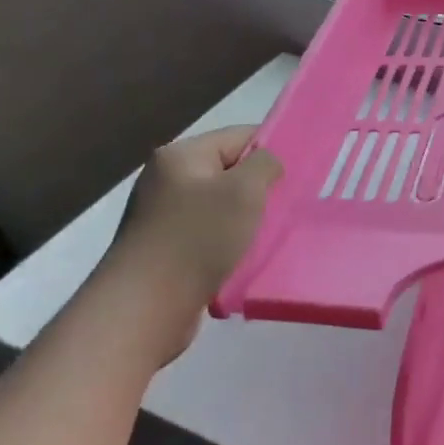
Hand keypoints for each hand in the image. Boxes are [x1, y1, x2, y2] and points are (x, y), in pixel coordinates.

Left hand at [102, 126, 282, 366]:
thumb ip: (266, 164)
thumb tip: (267, 164)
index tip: (298, 176)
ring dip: (244, 220)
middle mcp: (165, 179)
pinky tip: (242, 259)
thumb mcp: (245, 190)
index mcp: (180, 155)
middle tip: (286, 207)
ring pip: (219, 206)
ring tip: (267, 237)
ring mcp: (160, 216)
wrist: (145, 307)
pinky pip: (207, 235)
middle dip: (258, 189)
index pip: (239, 137)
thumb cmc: (198, 238)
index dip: (272, 151)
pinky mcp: (162, 249)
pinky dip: (227, 244)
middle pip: (228, 172)